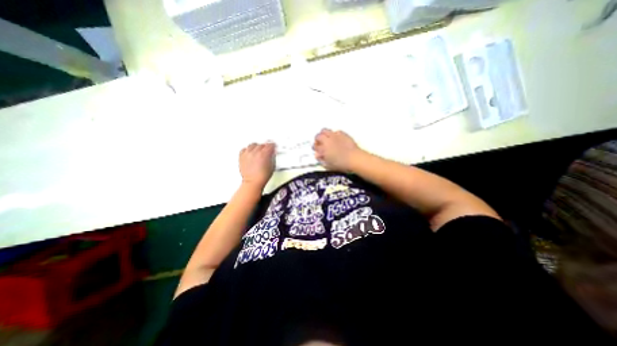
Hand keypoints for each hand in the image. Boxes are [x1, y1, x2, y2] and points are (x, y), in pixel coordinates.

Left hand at [238, 142, 274, 187]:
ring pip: (252, 145)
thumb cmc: (262, 176)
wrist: (253, 182)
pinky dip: (248, 150)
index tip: (273, 146)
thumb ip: (272, 157)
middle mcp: (255, 152)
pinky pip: (244, 149)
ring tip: (258, 150)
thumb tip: (272, 153)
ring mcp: (247, 154)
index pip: (270, 145)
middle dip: (265, 146)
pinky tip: (250, 152)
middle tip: (267, 149)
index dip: (272, 145)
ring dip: (256, 147)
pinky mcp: (241, 157)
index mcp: (264, 154)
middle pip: (261, 144)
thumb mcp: (272, 166)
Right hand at [311, 128, 361, 170]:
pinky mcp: (342, 134)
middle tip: (321, 143)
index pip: (315, 146)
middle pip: (318, 136)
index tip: (317, 150)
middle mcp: (327, 140)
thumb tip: (317, 154)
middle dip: (318, 139)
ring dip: (324, 134)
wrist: (354, 158)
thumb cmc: (341, 164)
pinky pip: (335, 131)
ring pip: (325, 130)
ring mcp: (334, 136)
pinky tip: (337, 139)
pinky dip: (334, 134)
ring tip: (327, 139)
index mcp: (323, 149)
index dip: (315, 148)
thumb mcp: (329, 165)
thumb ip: (321, 159)